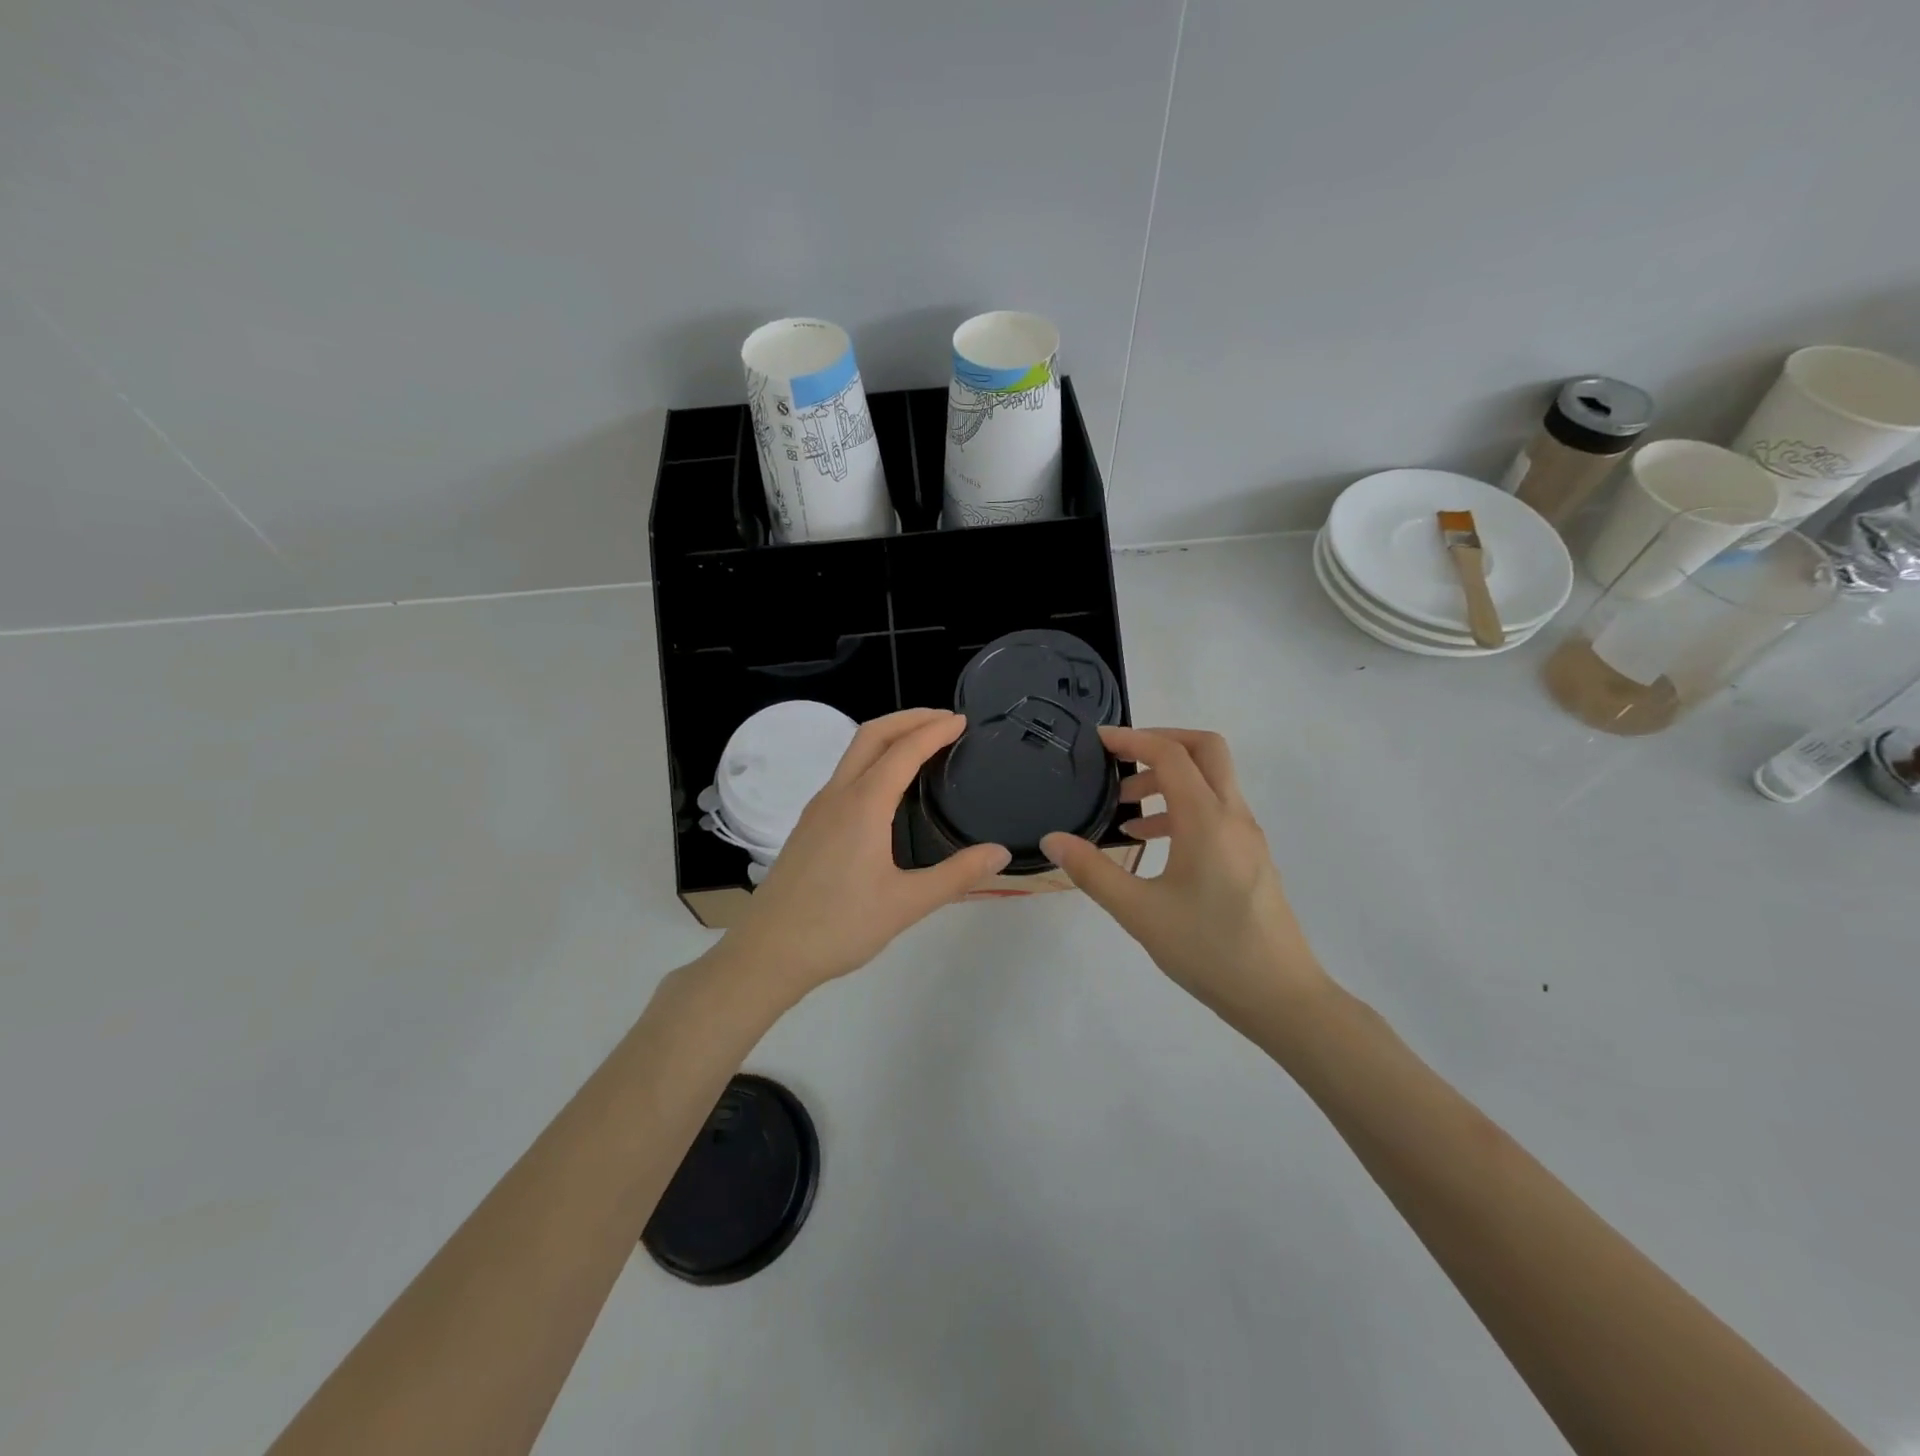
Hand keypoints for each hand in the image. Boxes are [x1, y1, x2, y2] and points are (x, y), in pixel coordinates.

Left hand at [723, 708, 1010, 998]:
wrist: (769, 952)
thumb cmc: (839, 927)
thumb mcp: (907, 904)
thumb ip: (957, 876)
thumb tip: (1000, 853)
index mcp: (863, 805)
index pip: (903, 750)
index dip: (934, 731)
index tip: (961, 722)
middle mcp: (837, 795)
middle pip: (872, 735)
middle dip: (909, 718)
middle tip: (944, 720)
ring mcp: (818, 809)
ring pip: (854, 753)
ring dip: (888, 737)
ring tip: (921, 744)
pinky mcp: (809, 825)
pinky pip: (845, 775)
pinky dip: (872, 760)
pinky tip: (887, 787)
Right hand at [1041, 726, 1328, 1029]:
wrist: (1281, 998)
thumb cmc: (1209, 951)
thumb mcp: (1139, 912)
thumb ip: (1093, 871)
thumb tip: (1053, 840)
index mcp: (1207, 820)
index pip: (1171, 755)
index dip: (1132, 739)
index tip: (1098, 741)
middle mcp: (1233, 816)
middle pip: (1205, 750)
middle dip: (1161, 743)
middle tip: (1121, 759)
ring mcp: (1248, 836)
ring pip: (1212, 781)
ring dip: (1170, 779)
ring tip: (1126, 809)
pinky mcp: (1251, 857)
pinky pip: (1216, 810)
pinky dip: (1183, 807)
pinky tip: (1152, 843)